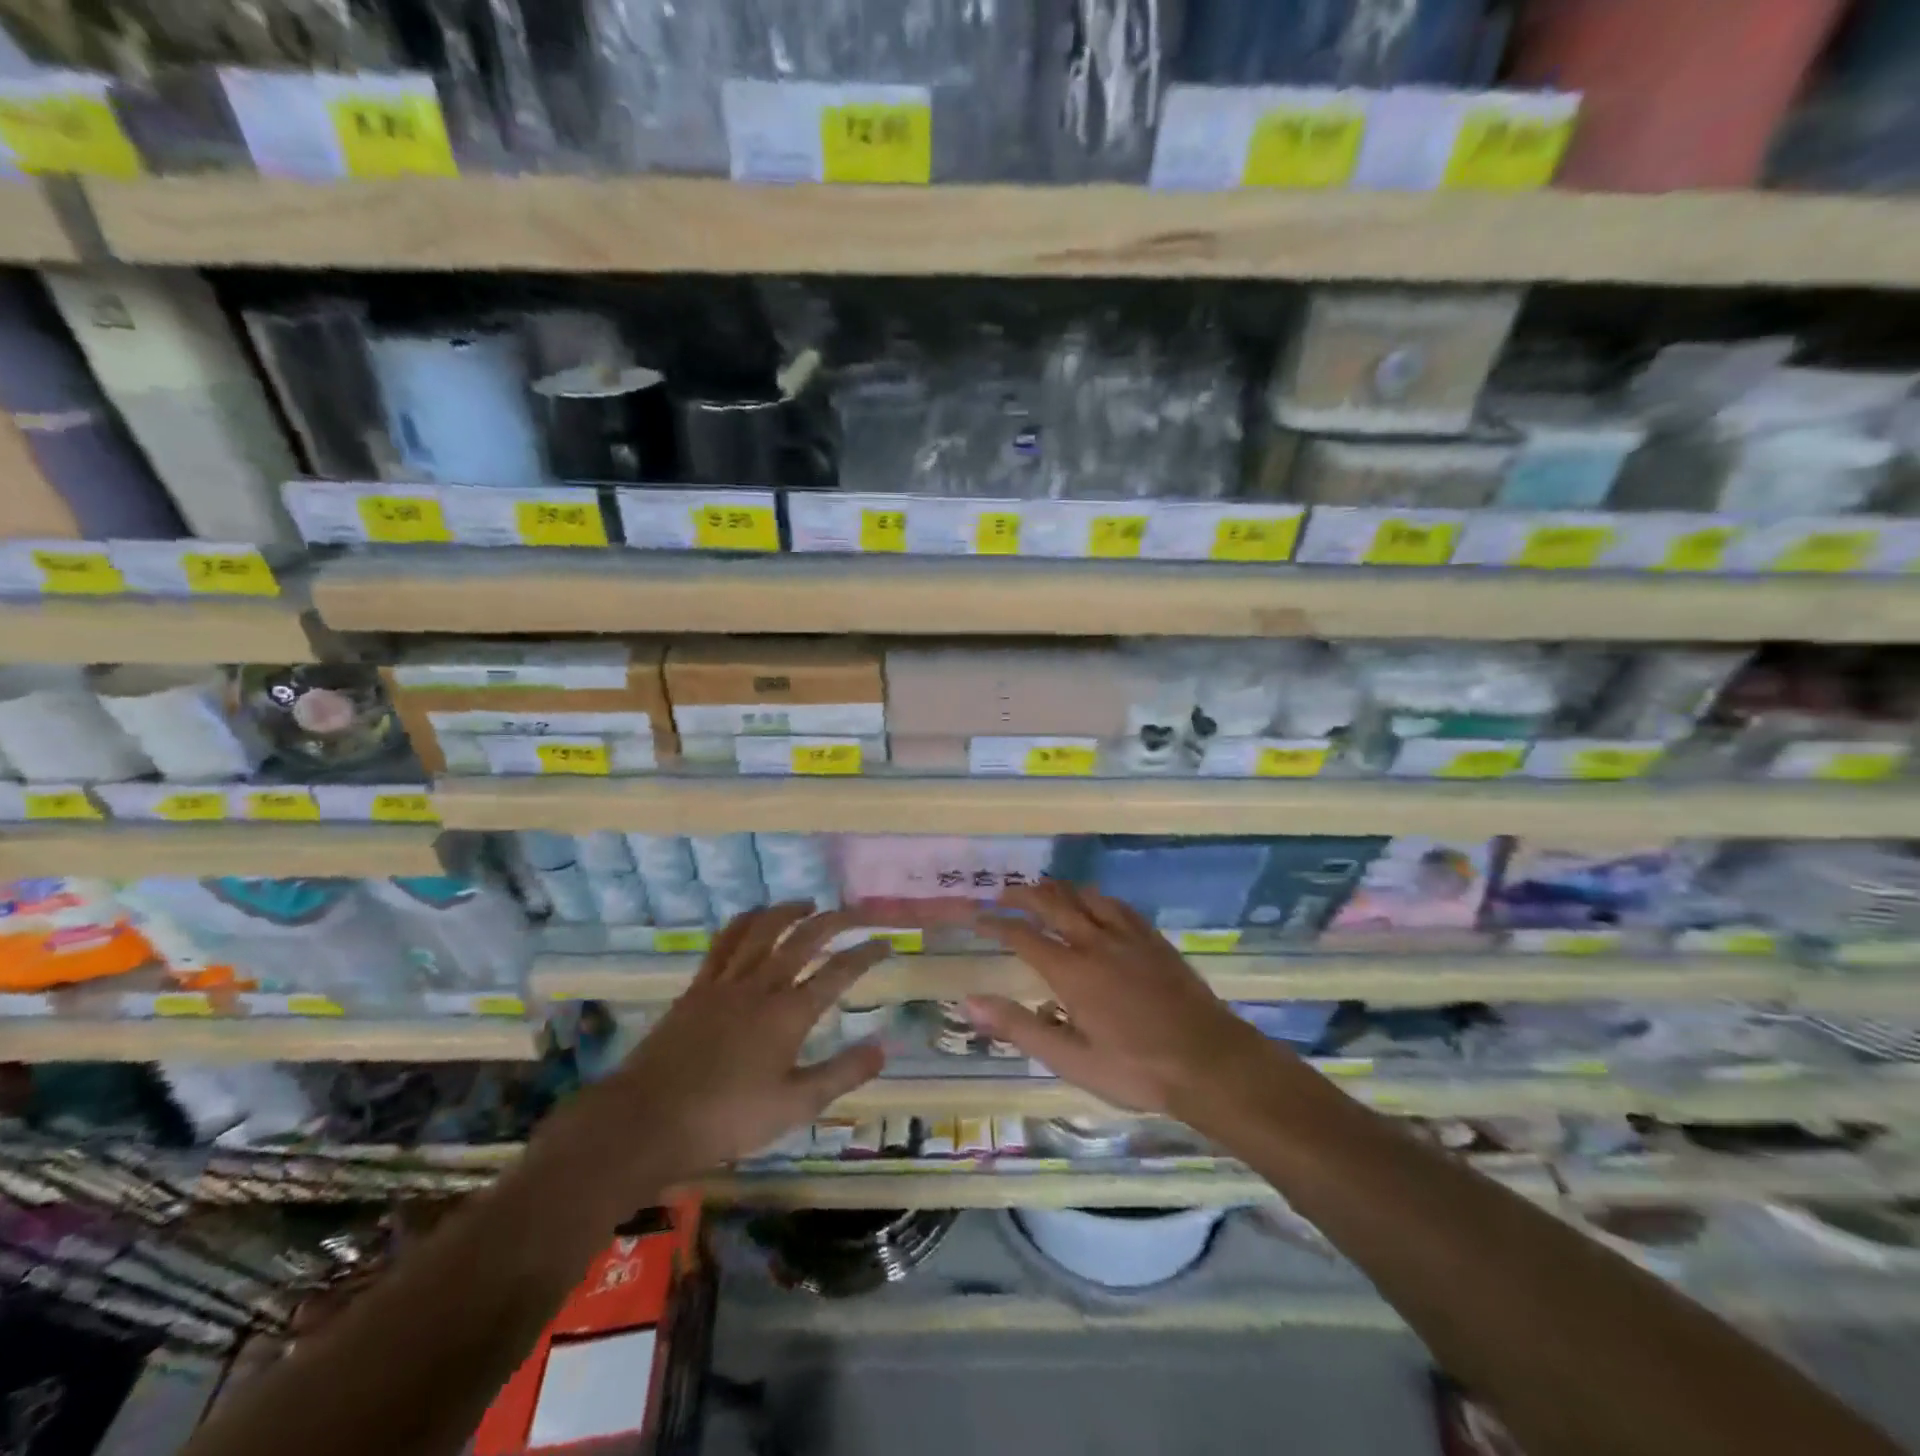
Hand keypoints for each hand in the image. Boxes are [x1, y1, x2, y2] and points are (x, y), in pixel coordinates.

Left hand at [564, 904, 889, 1199]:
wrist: (646, 1120)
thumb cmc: (726, 1119)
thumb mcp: (794, 1106)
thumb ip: (841, 1074)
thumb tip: (883, 1047)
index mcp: (790, 1014)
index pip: (838, 972)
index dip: (866, 954)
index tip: (886, 942)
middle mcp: (762, 986)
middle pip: (805, 939)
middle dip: (835, 921)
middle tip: (856, 913)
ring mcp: (726, 982)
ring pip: (764, 930)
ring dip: (789, 911)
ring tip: (808, 904)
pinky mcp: (698, 987)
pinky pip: (725, 942)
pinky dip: (744, 922)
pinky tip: (752, 918)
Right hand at [968, 882, 1282, 1123]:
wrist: (1211, 1062)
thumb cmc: (1136, 1069)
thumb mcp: (1072, 1060)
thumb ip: (1020, 1028)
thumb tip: (971, 1002)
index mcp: (1072, 971)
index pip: (1022, 936)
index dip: (994, 923)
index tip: (976, 917)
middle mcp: (1096, 942)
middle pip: (1052, 903)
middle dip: (1022, 895)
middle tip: (1003, 893)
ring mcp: (1128, 937)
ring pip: (1085, 895)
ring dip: (1058, 889)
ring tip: (1043, 892)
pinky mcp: (1154, 940)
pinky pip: (1117, 905)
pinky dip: (1095, 897)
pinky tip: (1095, 903)